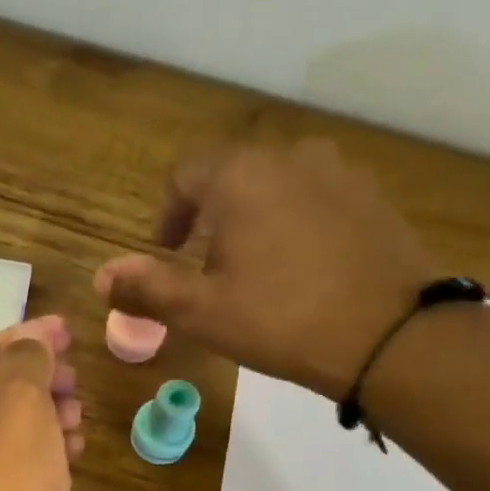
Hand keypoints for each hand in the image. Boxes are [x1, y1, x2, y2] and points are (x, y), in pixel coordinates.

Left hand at [0, 315, 88, 490]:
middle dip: (35, 378)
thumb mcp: (17, 405)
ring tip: (77, 413)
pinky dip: (47, 453)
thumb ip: (26, 362)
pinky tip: (75, 450)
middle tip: (74, 376)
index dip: (18, 336)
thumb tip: (31, 345)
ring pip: (8, 434)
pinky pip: (20, 470)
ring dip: (45, 415)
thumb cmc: (7, 486)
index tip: (66, 331)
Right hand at [95, 140, 442, 399]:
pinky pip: (317, 200)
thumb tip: (102, 276)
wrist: (387, 333)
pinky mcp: (372, 196)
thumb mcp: (201, 312)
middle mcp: (289, 156)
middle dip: (212, 218)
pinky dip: (297, 225)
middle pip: (234, 177)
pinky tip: (303, 270)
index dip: (168, 215)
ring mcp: (338, 171)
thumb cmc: (280, 319)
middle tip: (208, 270)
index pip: (186, 177)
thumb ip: (148, 289)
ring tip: (256, 271)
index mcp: (239, 177)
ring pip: (278, 187)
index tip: (166, 252)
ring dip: (256, 219)